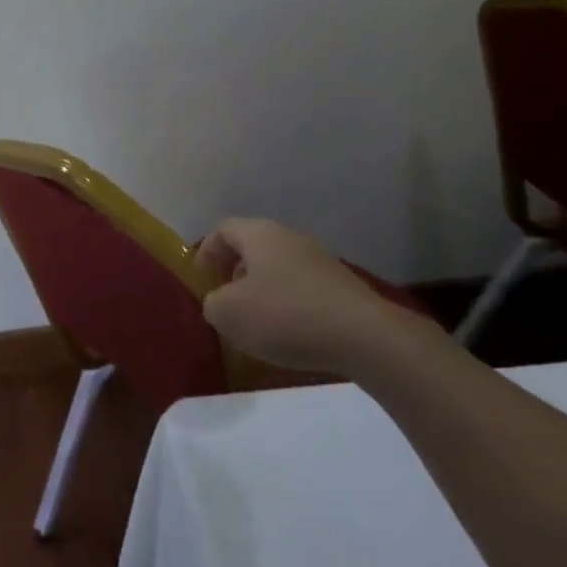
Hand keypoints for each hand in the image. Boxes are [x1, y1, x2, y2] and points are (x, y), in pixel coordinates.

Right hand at [199, 218, 433, 375]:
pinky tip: (290, 333)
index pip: (223, 229)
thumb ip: (213, 303)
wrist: (365, 337)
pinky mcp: (342, 286)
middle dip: (234, 271)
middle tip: (226, 298)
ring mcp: (321, 261)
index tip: (201, 278)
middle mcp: (290, 238)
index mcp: (260, 234)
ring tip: (257, 322)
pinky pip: (303, 288)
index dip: (207, 250)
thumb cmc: (286, 316)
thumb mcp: (229, 314)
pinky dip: (288, 304)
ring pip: (279, 267)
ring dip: (262, 289)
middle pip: (253, 246)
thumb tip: (220, 302)